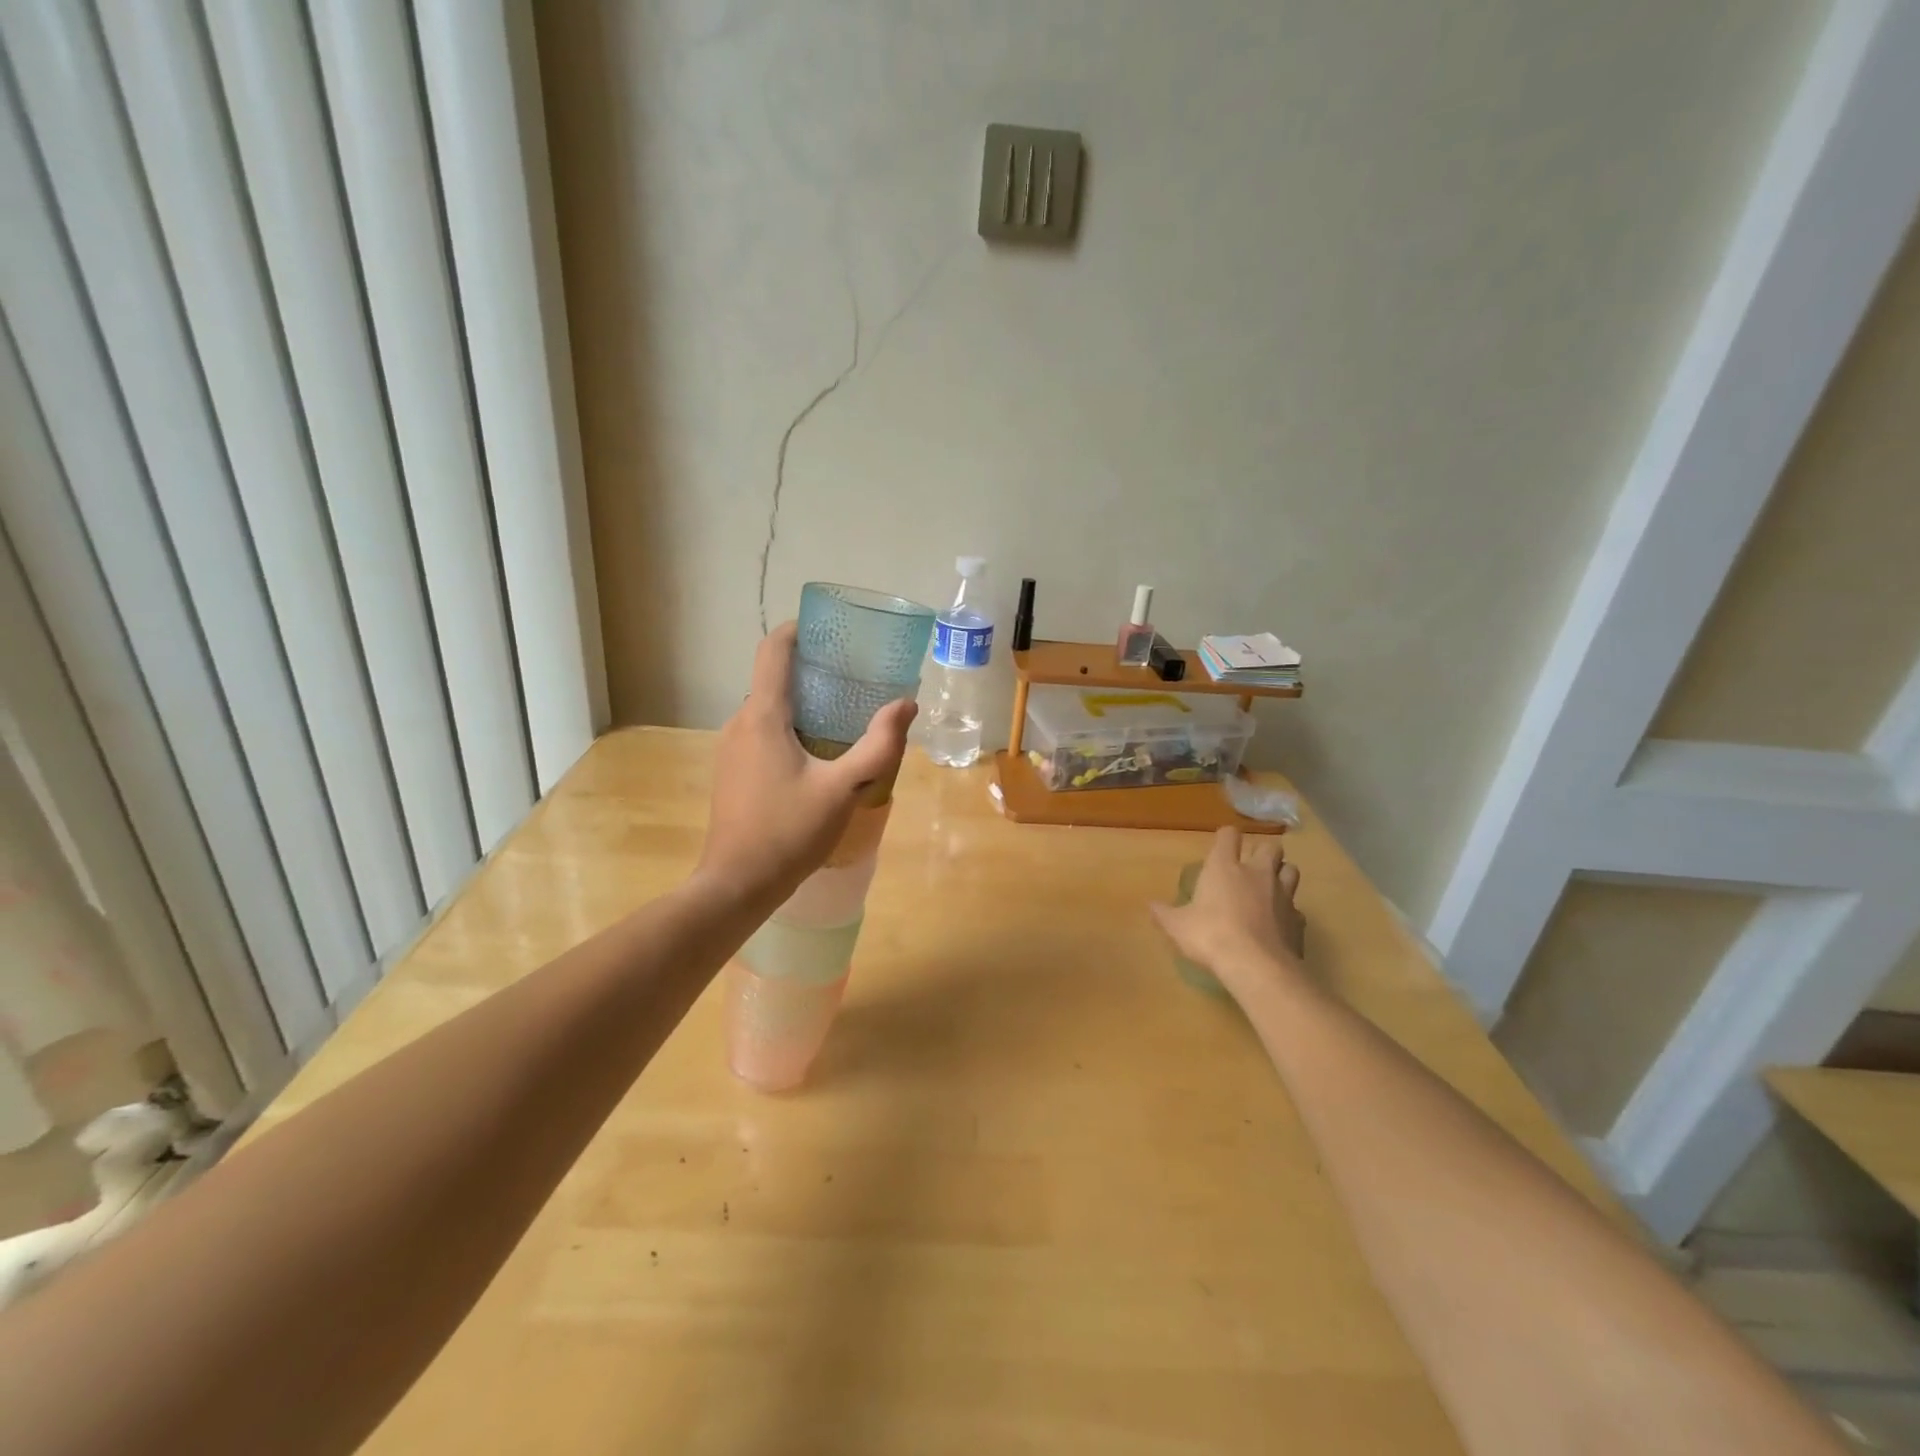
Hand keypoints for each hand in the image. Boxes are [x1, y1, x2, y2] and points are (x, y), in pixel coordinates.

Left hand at [696, 622, 916, 907]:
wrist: (737, 884)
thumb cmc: (789, 832)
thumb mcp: (843, 789)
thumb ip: (878, 746)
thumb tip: (906, 705)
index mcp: (763, 716)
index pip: (773, 650)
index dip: (800, 630)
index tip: (832, 629)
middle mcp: (740, 722)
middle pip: (774, 678)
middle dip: (813, 670)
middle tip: (856, 676)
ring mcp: (731, 748)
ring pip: (769, 708)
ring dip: (804, 702)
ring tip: (845, 712)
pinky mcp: (733, 771)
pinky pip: (763, 732)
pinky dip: (791, 726)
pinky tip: (819, 752)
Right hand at [1150, 828, 1304, 994]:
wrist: (1255, 966)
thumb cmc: (1210, 936)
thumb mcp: (1177, 926)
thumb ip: (1164, 914)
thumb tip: (1151, 906)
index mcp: (1224, 867)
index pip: (1229, 836)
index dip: (1226, 837)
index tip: (1222, 845)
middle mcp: (1257, 873)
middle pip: (1270, 847)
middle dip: (1263, 853)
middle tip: (1251, 866)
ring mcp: (1282, 895)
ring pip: (1291, 870)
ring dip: (1282, 874)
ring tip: (1271, 888)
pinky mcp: (1297, 919)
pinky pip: (1296, 908)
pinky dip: (1289, 912)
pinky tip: (1279, 923)